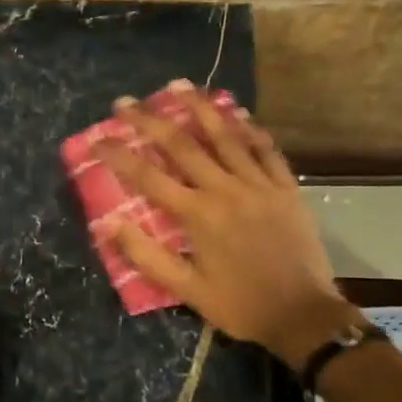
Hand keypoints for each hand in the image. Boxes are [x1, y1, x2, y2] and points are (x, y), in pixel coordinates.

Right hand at [99, 82, 348, 366]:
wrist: (303, 315)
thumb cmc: (240, 305)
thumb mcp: (187, 290)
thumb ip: (146, 256)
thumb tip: (107, 224)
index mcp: (198, 215)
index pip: (148, 177)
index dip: (120, 155)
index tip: (98, 139)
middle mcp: (226, 190)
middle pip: (183, 145)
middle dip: (150, 120)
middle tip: (126, 102)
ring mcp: (259, 185)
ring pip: (226, 136)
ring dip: (199, 108)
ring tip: (179, 86)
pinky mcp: (285, 188)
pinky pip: (266, 149)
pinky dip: (250, 129)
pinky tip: (238, 113)